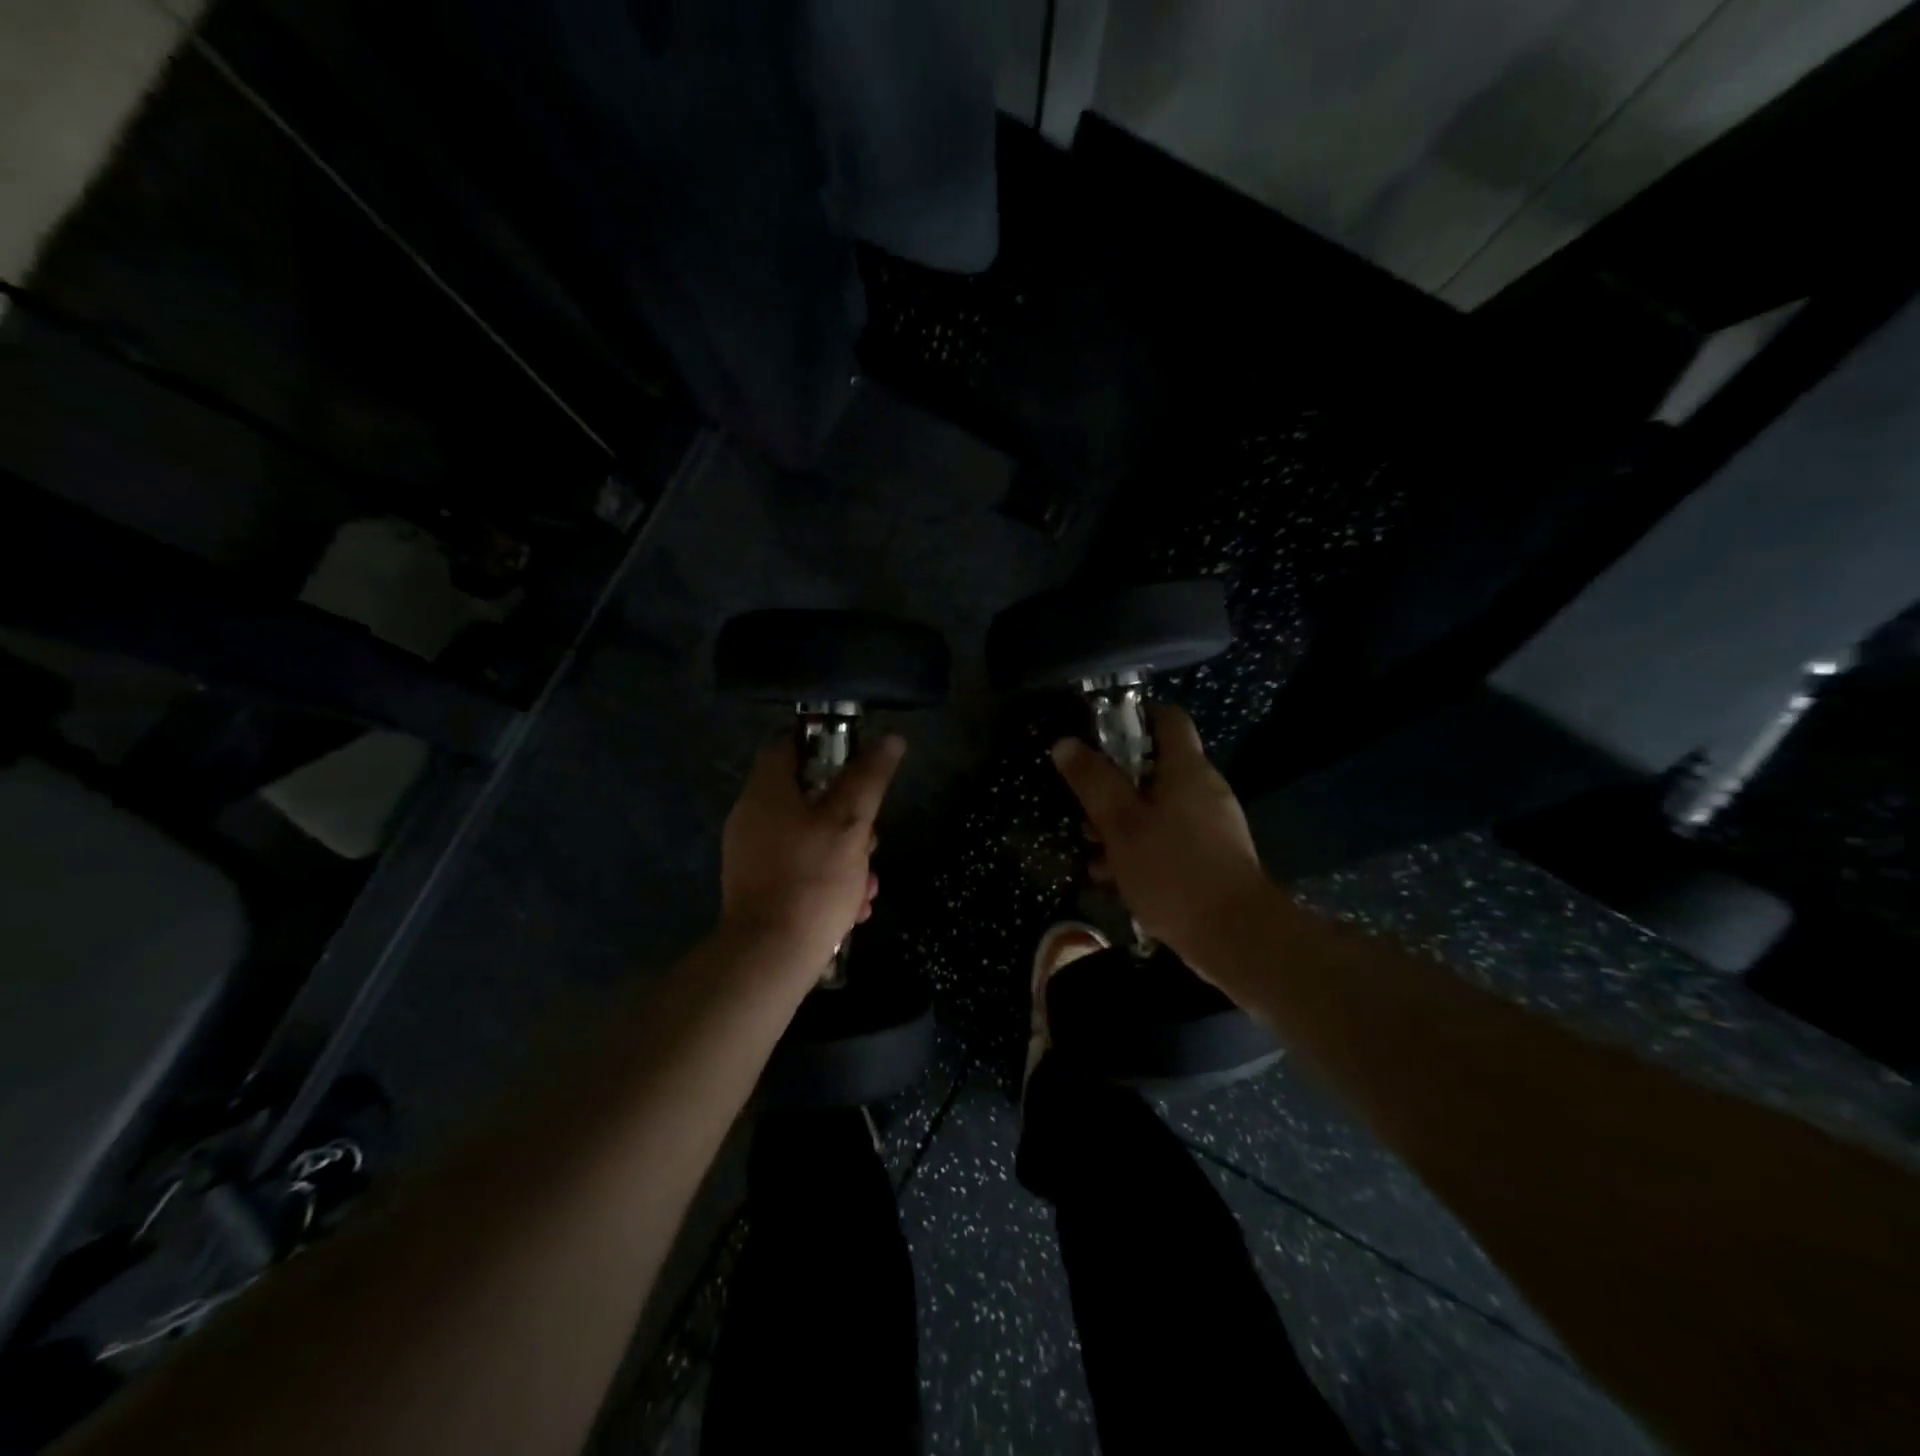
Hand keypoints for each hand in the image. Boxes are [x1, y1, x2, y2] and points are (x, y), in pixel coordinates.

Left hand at [721, 732, 905, 974]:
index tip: (857, 761)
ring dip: (846, 853)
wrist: (769, 957)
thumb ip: (870, 777)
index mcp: (766, 792)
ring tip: (868, 882)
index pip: (787, 743)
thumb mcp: (851, 822)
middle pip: (806, 795)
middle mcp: (752, 817)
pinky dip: (828, 879)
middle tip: (872, 836)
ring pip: (810, 837)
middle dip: (849, 814)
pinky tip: (853, 906)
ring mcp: (752, 856)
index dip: (824, 743)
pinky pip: (799, 868)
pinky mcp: (758, 889)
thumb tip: (890, 738)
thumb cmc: (812, 878)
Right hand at [1050, 705, 1267, 966]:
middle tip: (1084, 804)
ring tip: (1090, 849)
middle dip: (1115, 783)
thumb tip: (1065, 744)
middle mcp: (1204, 790)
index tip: (1099, 733)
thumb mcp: (1121, 824)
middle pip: (1155, 767)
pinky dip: (1141, 849)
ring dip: (1122, 823)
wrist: (1236, 936)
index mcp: (1187, 770)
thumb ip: (1093, 782)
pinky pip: (1169, 839)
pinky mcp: (1211, 859)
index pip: (1168, 718)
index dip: (1134, 716)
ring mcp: (1211, 826)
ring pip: (1157, 809)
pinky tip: (1113, 878)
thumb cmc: (1173, 870)